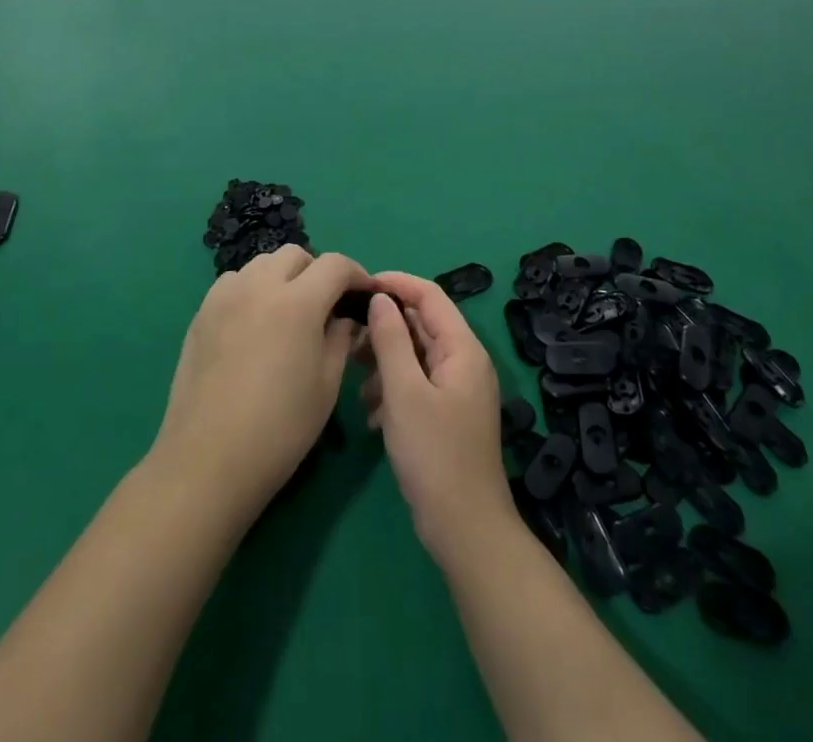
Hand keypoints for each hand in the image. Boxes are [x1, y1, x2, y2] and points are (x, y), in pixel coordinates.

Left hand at [149, 245, 368, 525]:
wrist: (208, 459)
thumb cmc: (280, 428)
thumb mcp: (326, 385)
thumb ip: (341, 339)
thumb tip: (345, 317)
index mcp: (298, 302)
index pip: (335, 265)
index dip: (356, 274)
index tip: (365, 294)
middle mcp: (260, 285)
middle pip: (295, 255)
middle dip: (317, 271)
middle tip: (325, 305)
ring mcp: (226, 295)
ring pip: (262, 263)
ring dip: (282, 277)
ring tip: (288, 312)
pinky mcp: (202, 312)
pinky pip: (234, 282)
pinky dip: (252, 289)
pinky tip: (254, 323)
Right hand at [360, 272, 514, 566]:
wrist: (465, 530)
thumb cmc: (434, 455)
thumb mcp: (404, 392)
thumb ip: (391, 340)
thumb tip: (380, 298)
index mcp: (462, 348)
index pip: (430, 295)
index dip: (396, 283)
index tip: (359, 286)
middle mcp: (464, 361)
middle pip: (422, 324)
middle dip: (384, 326)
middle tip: (348, 334)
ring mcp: (457, 389)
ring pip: (415, 355)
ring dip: (385, 361)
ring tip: (355, 380)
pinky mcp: (447, 414)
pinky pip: (416, 383)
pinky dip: (392, 388)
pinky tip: (371, 414)